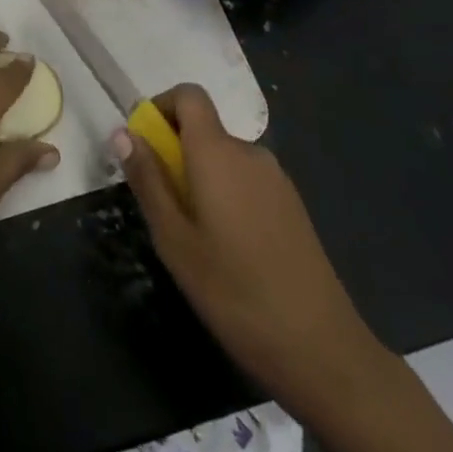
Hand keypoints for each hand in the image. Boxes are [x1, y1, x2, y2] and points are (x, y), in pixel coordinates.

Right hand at [117, 84, 452, 451]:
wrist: (328, 355)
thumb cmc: (238, 296)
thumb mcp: (175, 242)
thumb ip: (148, 180)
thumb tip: (124, 132)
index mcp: (221, 153)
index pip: (186, 96)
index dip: (159, 105)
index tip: (140, 142)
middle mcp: (254, 155)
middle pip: (204, 126)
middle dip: (174, 148)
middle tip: (157, 201)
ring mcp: (280, 182)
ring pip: (225, 157)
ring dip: (199, 177)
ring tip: (187, 235)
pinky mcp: (295, 210)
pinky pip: (247, 181)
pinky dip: (225, 196)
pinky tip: (224, 252)